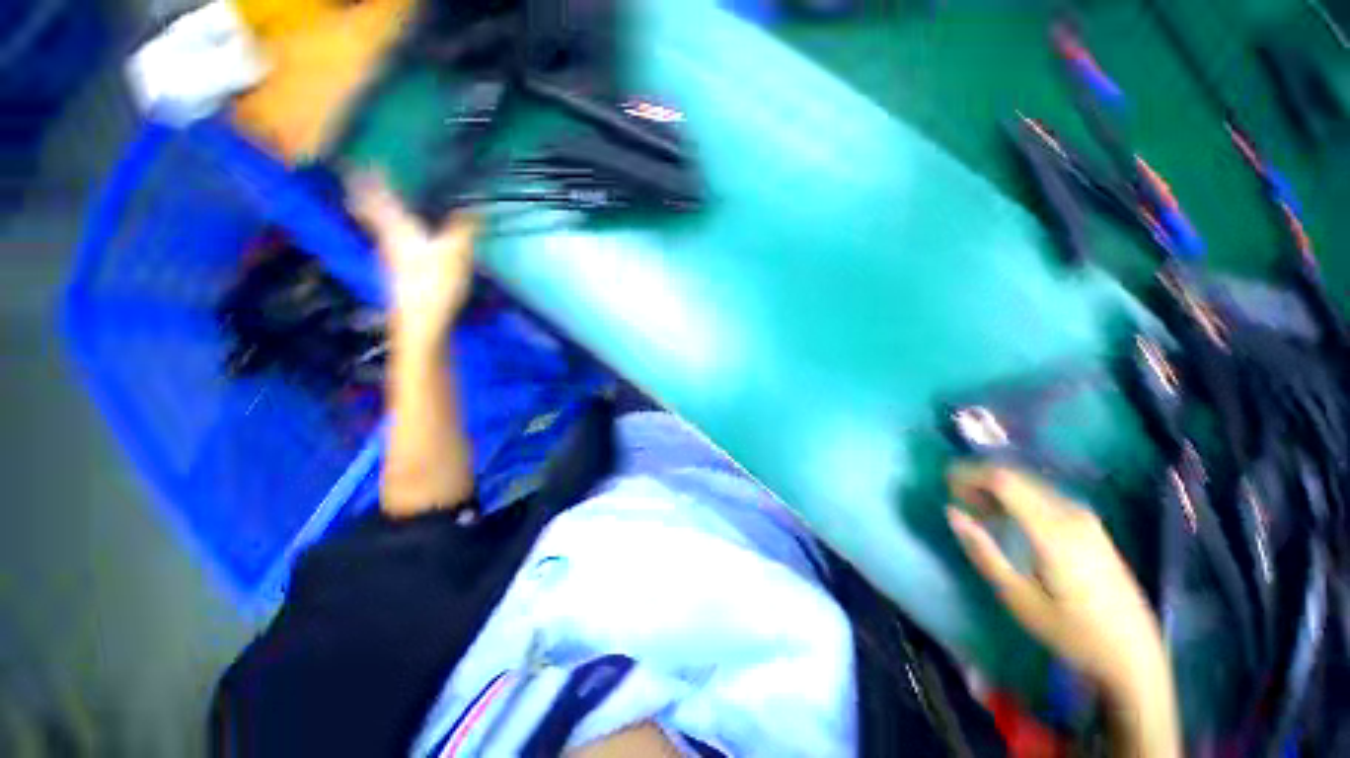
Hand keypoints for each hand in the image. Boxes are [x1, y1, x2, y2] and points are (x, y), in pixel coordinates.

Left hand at [348, 171, 479, 343]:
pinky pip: (393, 248)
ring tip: (381, 209)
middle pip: (372, 216)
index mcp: (399, 230)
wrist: (421, 323)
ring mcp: (391, 263)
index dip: (370, 180)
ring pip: (381, 232)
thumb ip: (465, 229)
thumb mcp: (457, 253)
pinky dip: (393, 237)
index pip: (379, 199)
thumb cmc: (435, 283)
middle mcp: (388, 242)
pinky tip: (403, 244)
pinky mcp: (400, 278)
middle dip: (366, 198)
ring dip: (378, 217)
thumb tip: (475, 207)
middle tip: (358, 184)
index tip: (361, 163)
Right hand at [945, 466, 1175, 721]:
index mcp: (1053, 530)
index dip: (969, 475)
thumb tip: (952, 512)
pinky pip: (1044, 497)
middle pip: (1016, 477)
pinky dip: (1017, 498)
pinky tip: (1008, 520)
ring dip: (997, 489)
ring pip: (1030, 485)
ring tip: (977, 511)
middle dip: (980, 480)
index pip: (1003, 480)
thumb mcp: (1018, 599)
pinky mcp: (1091, 527)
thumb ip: (983, 551)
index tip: (945, 485)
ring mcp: (1086, 518)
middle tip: (958, 500)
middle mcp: (1072, 514)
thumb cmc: (1071, 632)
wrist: (1133, 656)